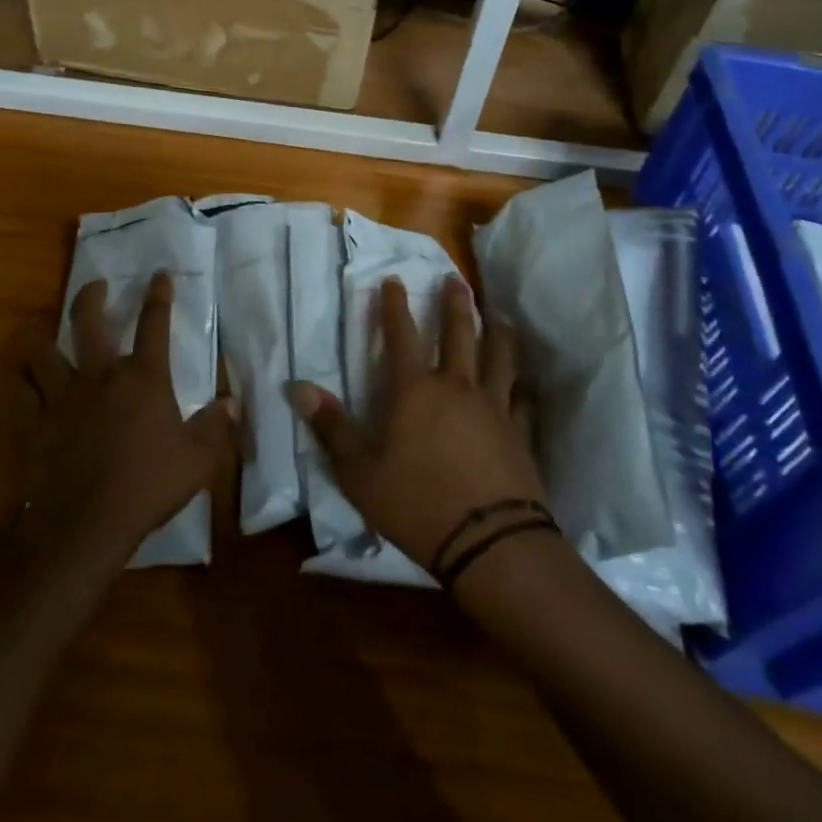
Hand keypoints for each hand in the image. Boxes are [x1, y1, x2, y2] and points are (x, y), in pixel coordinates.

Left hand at [26, 271, 239, 570]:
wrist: (86, 524)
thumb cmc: (148, 486)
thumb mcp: (198, 461)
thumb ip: (217, 428)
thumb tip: (233, 403)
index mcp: (143, 378)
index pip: (154, 324)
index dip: (159, 296)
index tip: (159, 275)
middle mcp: (101, 376)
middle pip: (89, 322)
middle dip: (91, 297)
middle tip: (96, 285)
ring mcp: (64, 397)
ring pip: (45, 352)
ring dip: (44, 338)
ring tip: (45, 332)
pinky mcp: (38, 423)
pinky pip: (24, 393)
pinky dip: (23, 382)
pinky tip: (23, 380)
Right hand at [287, 277, 547, 571]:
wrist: (491, 543)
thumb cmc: (417, 504)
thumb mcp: (359, 473)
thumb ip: (331, 427)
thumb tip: (299, 387)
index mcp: (415, 391)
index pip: (401, 335)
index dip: (395, 305)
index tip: (394, 279)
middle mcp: (457, 387)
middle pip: (459, 333)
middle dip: (454, 303)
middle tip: (454, 278)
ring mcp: (494, 407)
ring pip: (499, 356)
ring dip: (497, 331)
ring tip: (499, 316)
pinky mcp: (519, 433)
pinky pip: (521, 398)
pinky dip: (521, 385)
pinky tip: (523, 384)